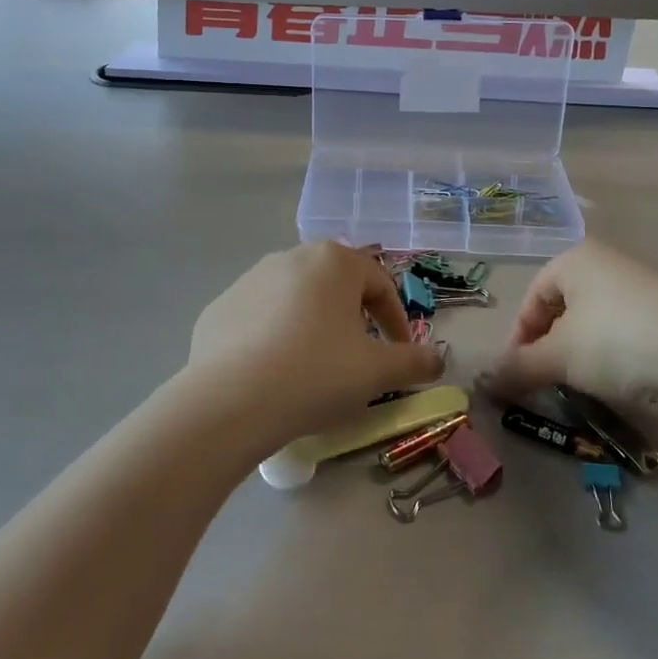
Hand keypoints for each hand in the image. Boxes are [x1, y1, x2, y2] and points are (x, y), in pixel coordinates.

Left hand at [184, 242, 443, 454]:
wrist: (230, 401)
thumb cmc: (316, 374)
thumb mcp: (376, 372)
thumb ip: (413, 361)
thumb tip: (438, 359)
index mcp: (334, 261)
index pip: (379, 283)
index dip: (396, 319)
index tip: (400, 352)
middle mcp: (291, 257)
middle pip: (336, 284)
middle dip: (353, 316)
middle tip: (359, 355)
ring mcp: (250, 279)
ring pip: (296, 298)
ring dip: (313, 324)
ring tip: (315, 365)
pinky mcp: (220, 306)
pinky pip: (259, 317)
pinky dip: (274, 336)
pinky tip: (274, 372)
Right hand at [486, 240, 657, 421]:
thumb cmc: (617, 343)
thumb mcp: (558, 357)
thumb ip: (518, 368)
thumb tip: (483, 384)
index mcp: (576, 258)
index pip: (532, 296)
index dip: (519, 336)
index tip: (516, 373)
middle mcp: (607, 263)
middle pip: (561, 307)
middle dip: (547, 345)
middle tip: (544, 380)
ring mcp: (641, 287)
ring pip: (592, 322)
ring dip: (577, 353)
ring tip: (577, 385)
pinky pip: (622, 332)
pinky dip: (609, 355)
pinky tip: (614, 381)